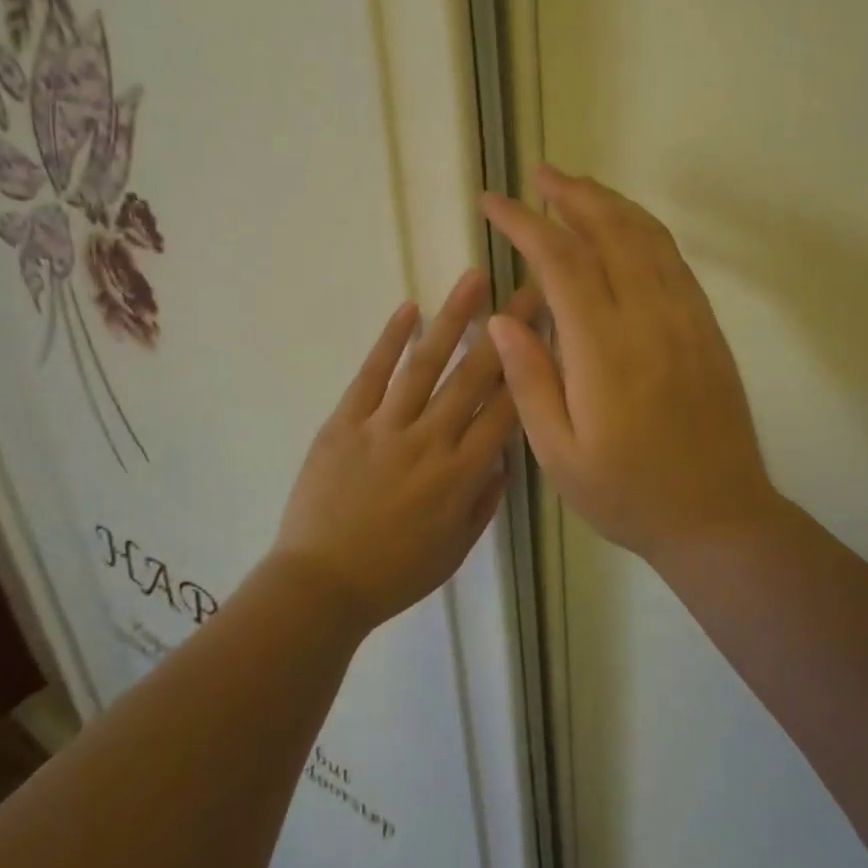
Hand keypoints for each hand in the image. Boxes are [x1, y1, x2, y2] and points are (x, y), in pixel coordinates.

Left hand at [272, 272, 540, 631]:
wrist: (320, 587)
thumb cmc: (394, 574)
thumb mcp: (455, 549)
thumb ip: (484, 500)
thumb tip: (504, 457)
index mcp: (461, 475)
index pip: (506, 410)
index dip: (529, 368)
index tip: (547, 332)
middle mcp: (430, 441)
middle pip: (474, 376)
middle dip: (506, 330)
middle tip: (527, 289)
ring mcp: (385, 427)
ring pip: (426, 363)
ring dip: (452, 319)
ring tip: (474, 280)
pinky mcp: (345, 422)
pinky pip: (371, 374)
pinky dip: (390, 340)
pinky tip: (409, 309)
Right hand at [480, 166, 779, 564]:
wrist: (720, 517)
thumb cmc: (629, 493)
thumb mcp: (559, 455)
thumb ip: (528, 380)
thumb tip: (500, 316)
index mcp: (604, 350)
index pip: (559, 262)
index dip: (523, 224)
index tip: (493, 202)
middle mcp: (648, 319)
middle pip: (609, 232)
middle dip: (570, 196)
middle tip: (539, 177)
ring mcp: (685, 318)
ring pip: (646, 237)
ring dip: (609, 203)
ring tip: (576, 187)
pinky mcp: (706, 326)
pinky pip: (673, 260)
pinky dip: (644, 229)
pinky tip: (626, 226)